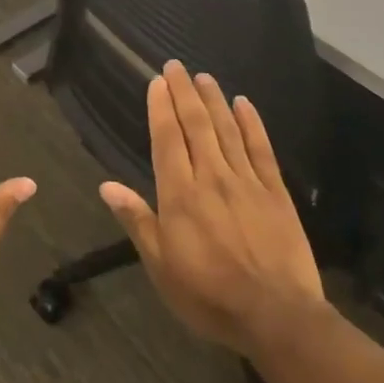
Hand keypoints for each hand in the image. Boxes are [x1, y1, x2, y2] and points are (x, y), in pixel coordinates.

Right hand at [100, 60, 324, 356]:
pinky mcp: (276, 193)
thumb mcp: (161, 266)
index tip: (157, 81)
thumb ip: (137, 220)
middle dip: (184, 93)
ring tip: (204, 77)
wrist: (276, 316)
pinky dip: (252, 123)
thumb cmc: (209, 295)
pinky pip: (261, 149)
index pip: (167, 139)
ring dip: (213, 100)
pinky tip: (244, 104)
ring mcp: (246, 182)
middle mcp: (211, 178)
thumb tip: (107, 185)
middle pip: (196, 125)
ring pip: (227, 130)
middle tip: (176, 66)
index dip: (161, 108)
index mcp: (180, 195)